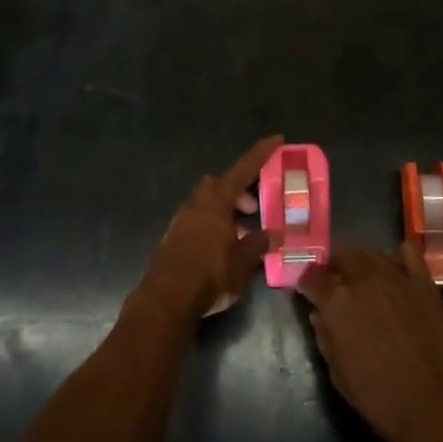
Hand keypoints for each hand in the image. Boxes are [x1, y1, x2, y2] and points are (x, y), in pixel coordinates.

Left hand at [139, 136, 280, 321]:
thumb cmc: (210, 276)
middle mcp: (196, 206)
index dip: (260, 155)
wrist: (166, 301)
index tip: (276, 140)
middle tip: (252, 209)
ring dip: (223, 212)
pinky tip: (219, 251)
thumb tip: (275, 233)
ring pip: (204, 204)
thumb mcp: (243, 263)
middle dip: (236, 190)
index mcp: (216, 204)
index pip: (242, 171)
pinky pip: (195, 223)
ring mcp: (180, 222)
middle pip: (217, 184)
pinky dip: (210, 227)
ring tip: (239, 236)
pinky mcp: (171, 240)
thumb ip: (259, 244)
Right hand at [299, 242, 442, 441]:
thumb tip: (319, 315)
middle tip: (336, 285)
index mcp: (337, 301)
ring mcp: (396, 276)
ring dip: (362, 263)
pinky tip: (395, 272)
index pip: (313, 277)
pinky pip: (408, 253)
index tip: (308, 291)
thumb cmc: (379, 397)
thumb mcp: (338, 374)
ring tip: (363, 279)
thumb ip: (325, 337)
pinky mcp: (423, 282)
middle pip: (343, 256)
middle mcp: (364, 279)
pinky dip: (398, 257)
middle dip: (335, 268)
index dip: (307, 283)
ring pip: (372, 253)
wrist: (432, 405)